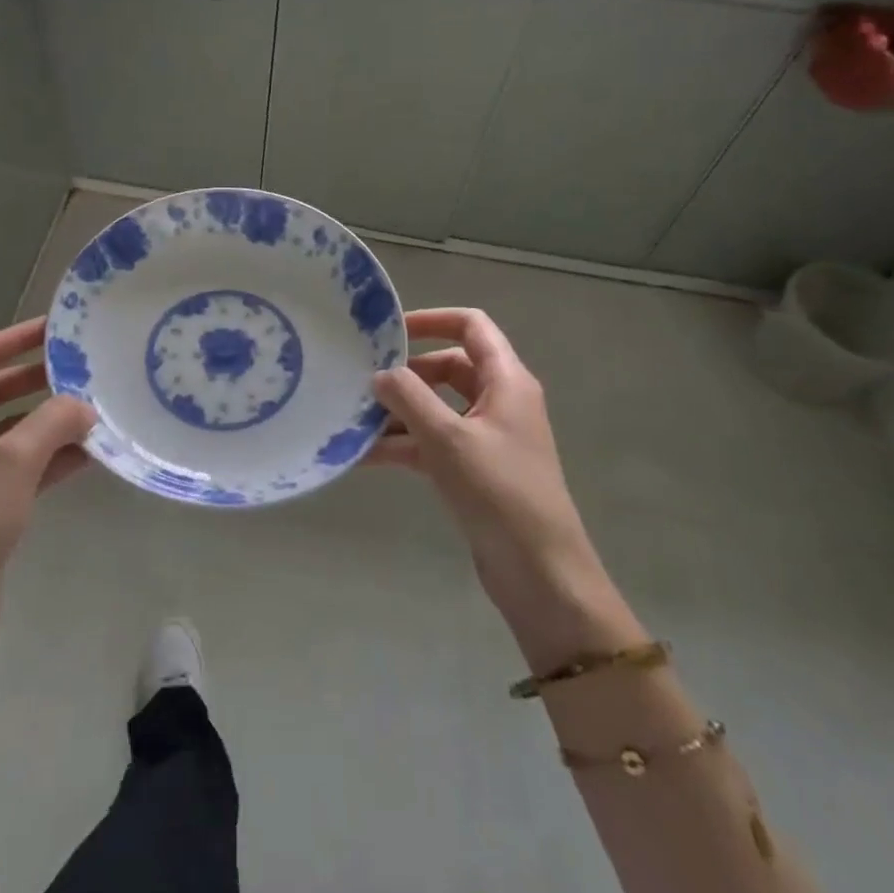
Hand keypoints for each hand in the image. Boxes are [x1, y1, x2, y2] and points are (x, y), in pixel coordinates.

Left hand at [0, 317, 94, 652]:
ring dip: (52, 420)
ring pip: (15, 432)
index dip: (13, 339)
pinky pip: (25, 468)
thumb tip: (85, 405)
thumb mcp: (12, 464)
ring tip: (97, 410)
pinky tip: (91, 456)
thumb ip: (52, 423)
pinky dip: (54, 457)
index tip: (55, 330)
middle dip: (38, 379)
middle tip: (84, 369)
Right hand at [372, 309, 643, 668]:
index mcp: (507, 381)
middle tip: (364, 380)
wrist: (539, 572)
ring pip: (437, 408)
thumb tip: (380, 374)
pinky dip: (404, 445)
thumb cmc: (499, 491)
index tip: (390, 332)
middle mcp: (500, 401)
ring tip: (353, 419)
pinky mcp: (475, 470)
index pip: (471, 326)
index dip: (432, 320)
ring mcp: (487, 438)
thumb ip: (409, 398)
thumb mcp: (448, 438)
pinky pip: (433, 443)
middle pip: (448, 367)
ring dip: (399, 413)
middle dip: (406, 373)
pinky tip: (364, 455)